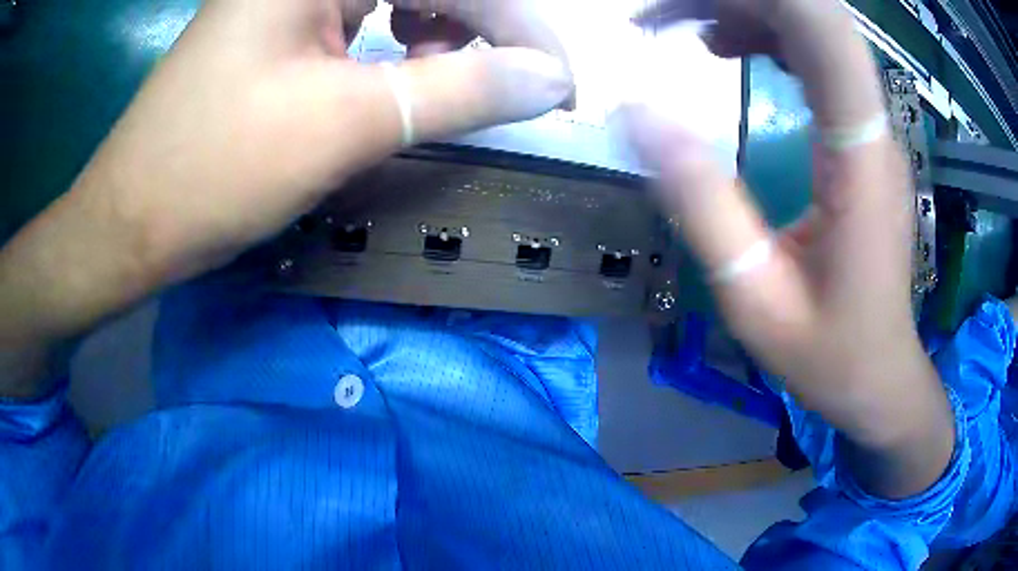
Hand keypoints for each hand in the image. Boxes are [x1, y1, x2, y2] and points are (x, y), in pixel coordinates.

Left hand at [0, 0, 572, 395]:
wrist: (131, 219)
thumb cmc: (216, 170)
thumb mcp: (346, 123)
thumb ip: (462, 90)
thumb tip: (551, 81)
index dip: (521, 26)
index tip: (561, 83)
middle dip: (482, 27)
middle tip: (510, 82)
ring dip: (439, 30)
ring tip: (446, 76)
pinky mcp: (276, 22)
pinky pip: (361, 11)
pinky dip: (396, 39)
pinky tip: (395, 68)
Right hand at [625, 0, 952, 496]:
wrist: (880, 374)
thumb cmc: (829, 352)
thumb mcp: (756, 298)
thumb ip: (704, 204)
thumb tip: (638, 114)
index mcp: (858, 155)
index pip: (823, 29)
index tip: (677, 5)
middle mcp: (871, 124)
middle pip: (812, 14)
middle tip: (658, 14)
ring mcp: (867, 125)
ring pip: (810, 26)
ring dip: (742, 8)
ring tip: (675, 26)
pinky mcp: (857, 134)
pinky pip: (811, 54)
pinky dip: (761, 34)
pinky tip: (719, 47)